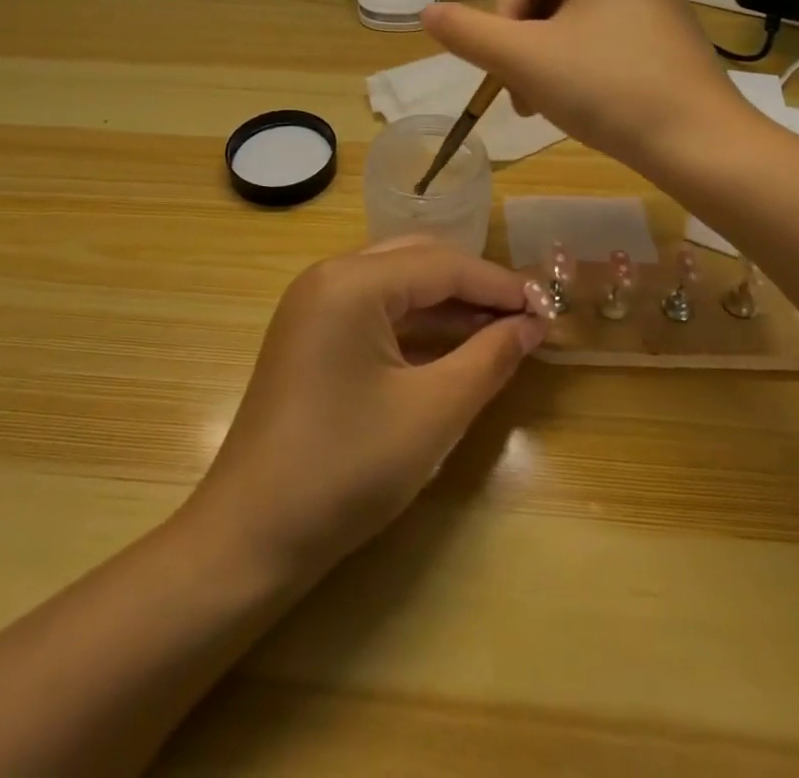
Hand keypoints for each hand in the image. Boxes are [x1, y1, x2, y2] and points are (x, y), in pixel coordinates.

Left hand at [189, 240, 545, 578]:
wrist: (250, 537)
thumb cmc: (346, 469)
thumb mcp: (432, 413)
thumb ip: (488, 359)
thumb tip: (530, 326)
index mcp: (351, 281)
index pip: (442, 265)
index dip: (499, 285)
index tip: (548, 308)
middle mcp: (328, 277)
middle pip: (417, 261)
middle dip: (474, 286)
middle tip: (524, 316)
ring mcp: (313, 306)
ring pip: (395, 285)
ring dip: (447, 305)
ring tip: (500, 331)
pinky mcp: (310, 336)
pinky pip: (374, 312)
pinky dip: (416, 325)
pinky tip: (452, 348)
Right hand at [421, 0, 752, 169]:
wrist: (699, 146)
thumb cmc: (608, 89)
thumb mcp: (525, 60)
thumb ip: (469, 34)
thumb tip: (426, 12)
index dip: (501, 18)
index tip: (510, 64)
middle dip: (521, 46)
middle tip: (521, 94)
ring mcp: (653, 4)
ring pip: (568, 22)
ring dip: (542, 62)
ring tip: (542, 105)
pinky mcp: (663, 38)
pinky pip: (599, 39)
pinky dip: (575, 67)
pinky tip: (576, 103)